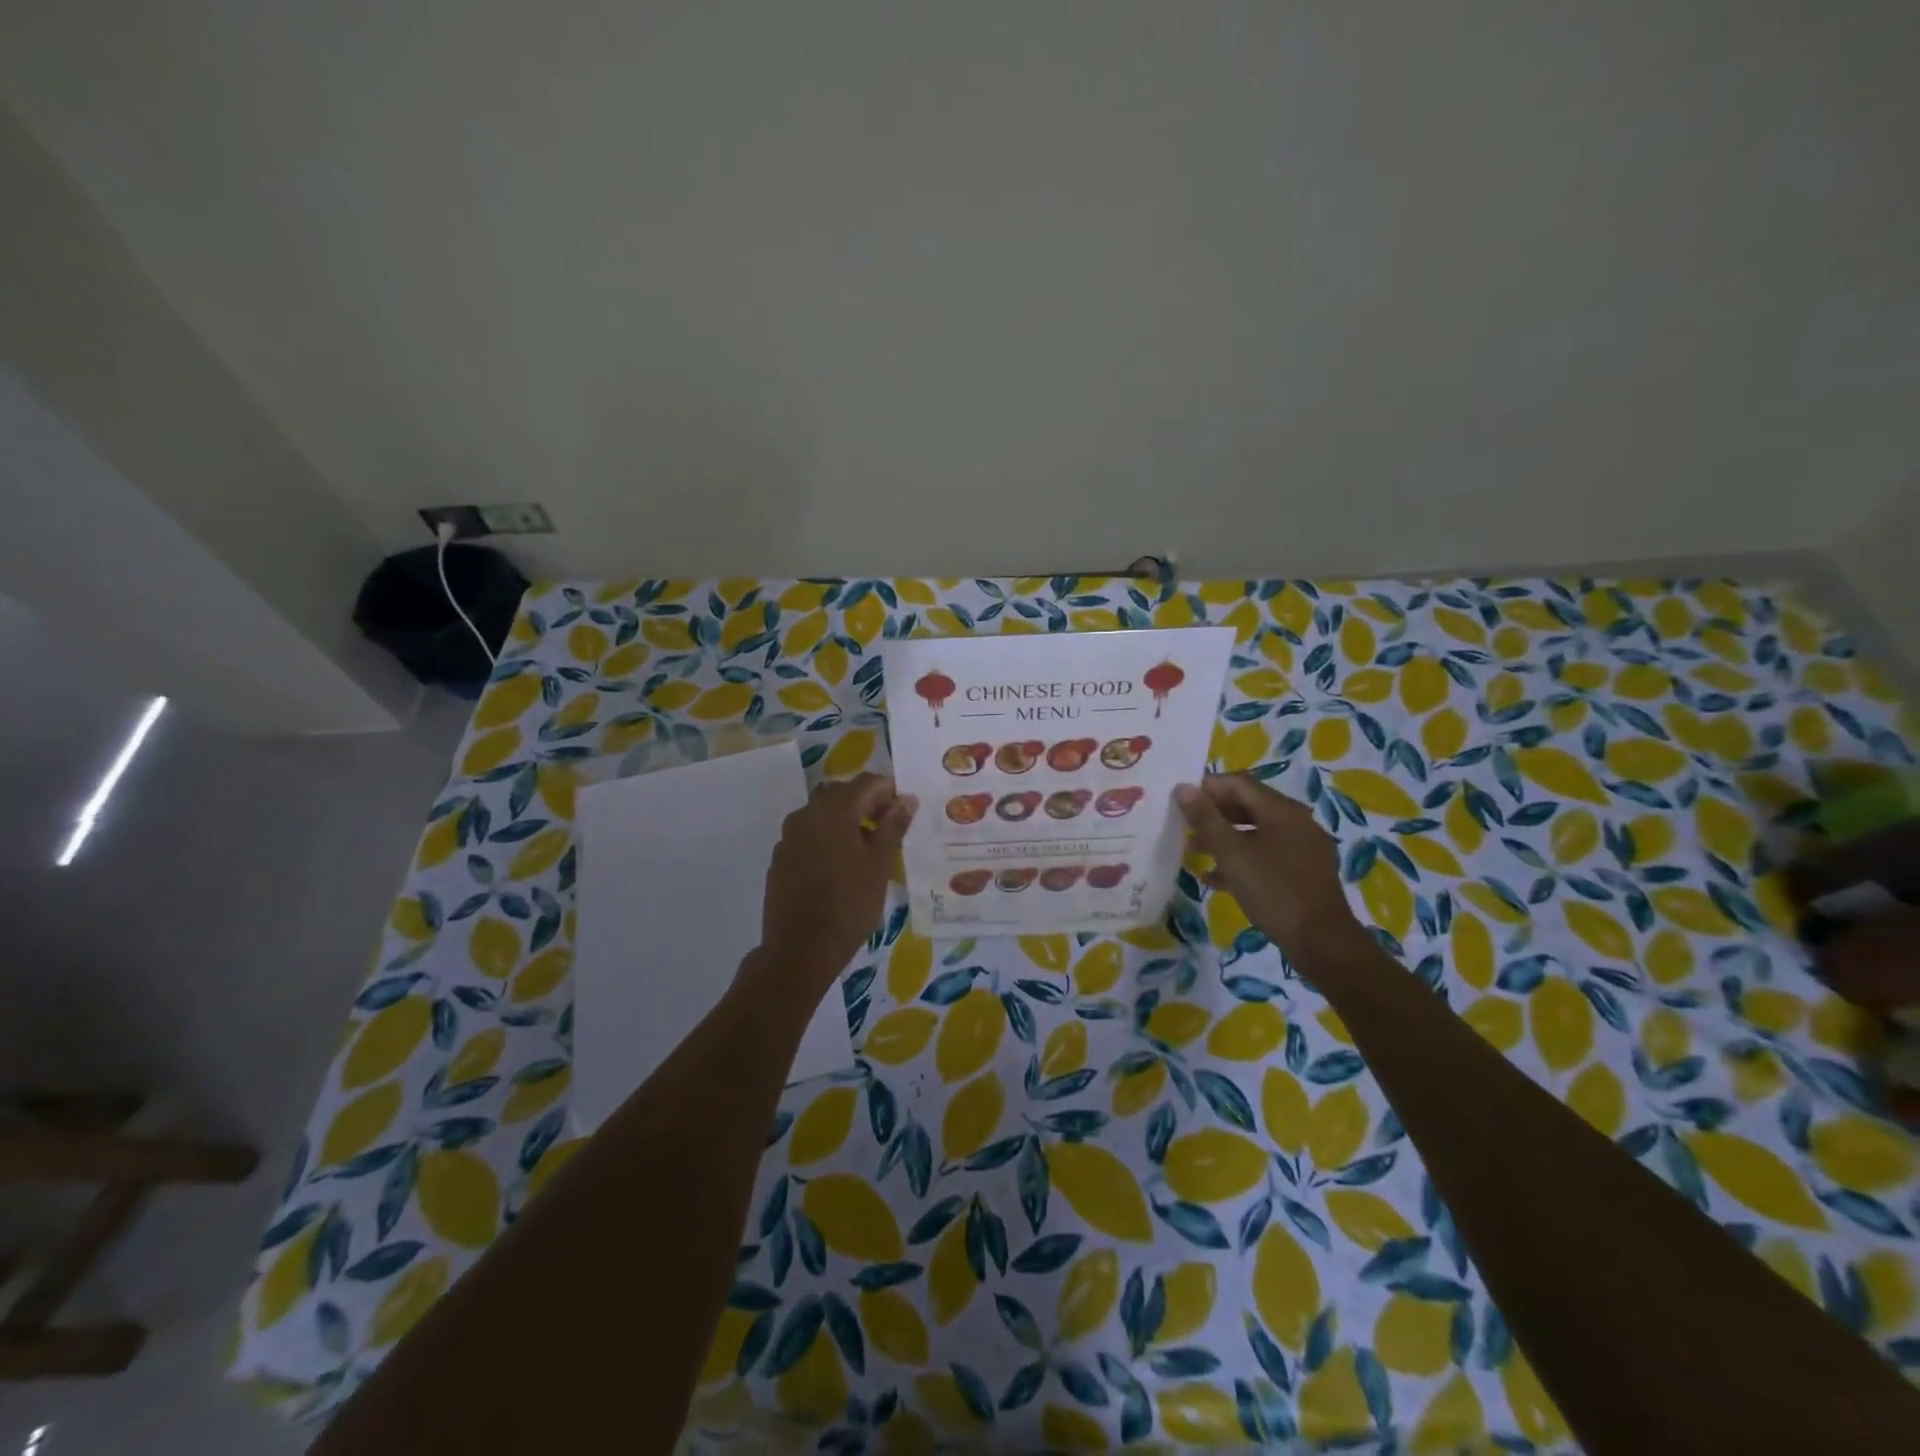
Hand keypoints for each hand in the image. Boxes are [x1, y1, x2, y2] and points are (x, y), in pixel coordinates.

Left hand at [750, 773, 916, 1000]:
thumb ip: (893, 827)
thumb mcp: (880, 866)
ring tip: (866, 853)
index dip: (890, 792)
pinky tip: (839, 870)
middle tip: (889, 833)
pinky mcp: (780, 858)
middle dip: (868, 806)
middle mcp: (806, 814)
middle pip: (843, 795)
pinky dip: (827, 841)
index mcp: (834, 810)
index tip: (904, 814)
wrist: (799, 950)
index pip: (868, 782)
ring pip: (823, 816)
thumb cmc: (849, 905)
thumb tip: (906, 799)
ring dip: (846, 823)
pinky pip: (808, 837)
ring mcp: (788, 836)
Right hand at [1176, 774, 1364, 962]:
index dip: (1207, 787)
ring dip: (1223, 838)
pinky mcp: (1303, 873)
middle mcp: (1296, 822)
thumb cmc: (1274, 891)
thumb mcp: (1233, 855)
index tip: (1180, 801)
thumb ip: (1206, 819)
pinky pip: (1266, 856)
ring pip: (1255, 832)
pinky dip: (1241, 860)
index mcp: (1282, 811)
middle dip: (1213, 814)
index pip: (1238, 783)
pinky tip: (1215, 879)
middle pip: (1247, 806)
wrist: (1322, 942)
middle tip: (1184, 826)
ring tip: (1193, 851)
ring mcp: (1302, 848)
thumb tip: (1183, 787)